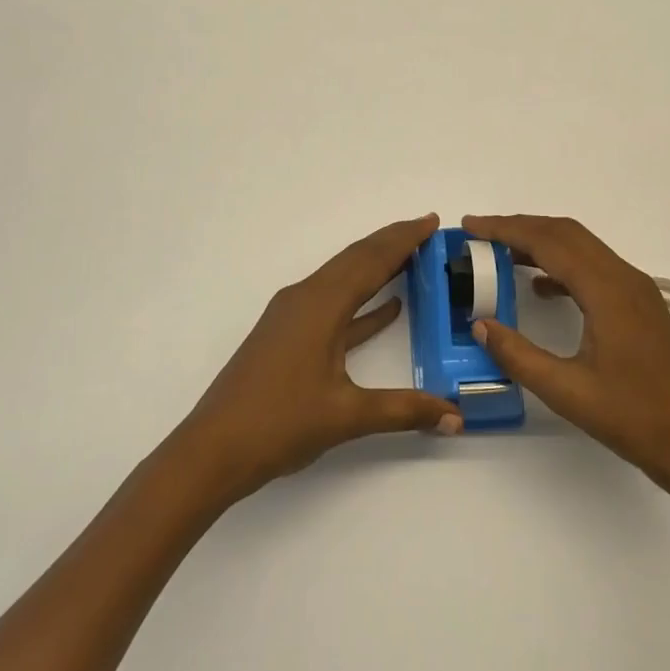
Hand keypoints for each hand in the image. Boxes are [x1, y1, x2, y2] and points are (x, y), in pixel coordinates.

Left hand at [171, 215, 461, 501]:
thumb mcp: (346, 416)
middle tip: (426, 230)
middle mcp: (305, 298)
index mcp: (320, 305)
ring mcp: (293, 316)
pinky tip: (388, 309)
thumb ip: (404, 411)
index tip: (431, 220)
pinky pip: (333, 305)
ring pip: (343, 280)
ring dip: (376, 267)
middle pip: (355, 260)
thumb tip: (455, 416)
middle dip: (391, 242)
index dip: (403, 239)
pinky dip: (362, 302)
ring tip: (412, 259)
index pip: (371, 260)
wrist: (213, 449)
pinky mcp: (287, 335)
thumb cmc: (279, 424)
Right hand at [464, 214, 669, 496]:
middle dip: (520, 227)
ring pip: (581, 248)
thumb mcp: (568, 391)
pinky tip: (540, 288)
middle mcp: (624, 278)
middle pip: (566, 233)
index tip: (470, 226)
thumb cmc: (635, 419)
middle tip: (479, 235)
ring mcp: (636, 290)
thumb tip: (480, 326)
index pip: (548, 241)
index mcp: (607, 290)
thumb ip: (519, 356)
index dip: (505, 228)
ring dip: (541, 243)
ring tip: (500, 255)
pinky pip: (594, 268)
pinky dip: (561, 265)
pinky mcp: (640, 306)